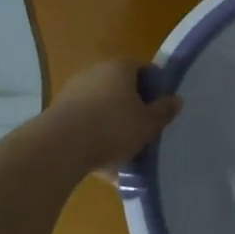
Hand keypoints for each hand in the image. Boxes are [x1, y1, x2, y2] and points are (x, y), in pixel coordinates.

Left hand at [48, 60, 182, 173]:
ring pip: (102, 109)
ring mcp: (74, 91)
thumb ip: (163, 111)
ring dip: (113, 127)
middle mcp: (95, 72)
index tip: (162, 109)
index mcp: (120, 68)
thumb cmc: (114, 128)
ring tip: (125, 154)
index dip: (155, 88)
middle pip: (121, 89)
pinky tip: (104, 165)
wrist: (61, 146)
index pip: (143, 70)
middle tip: (145, 131)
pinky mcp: (59, 113)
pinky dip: (95, 140)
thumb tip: (175, 100)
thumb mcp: (148, 123)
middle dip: (133, 109)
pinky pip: (86, 125)